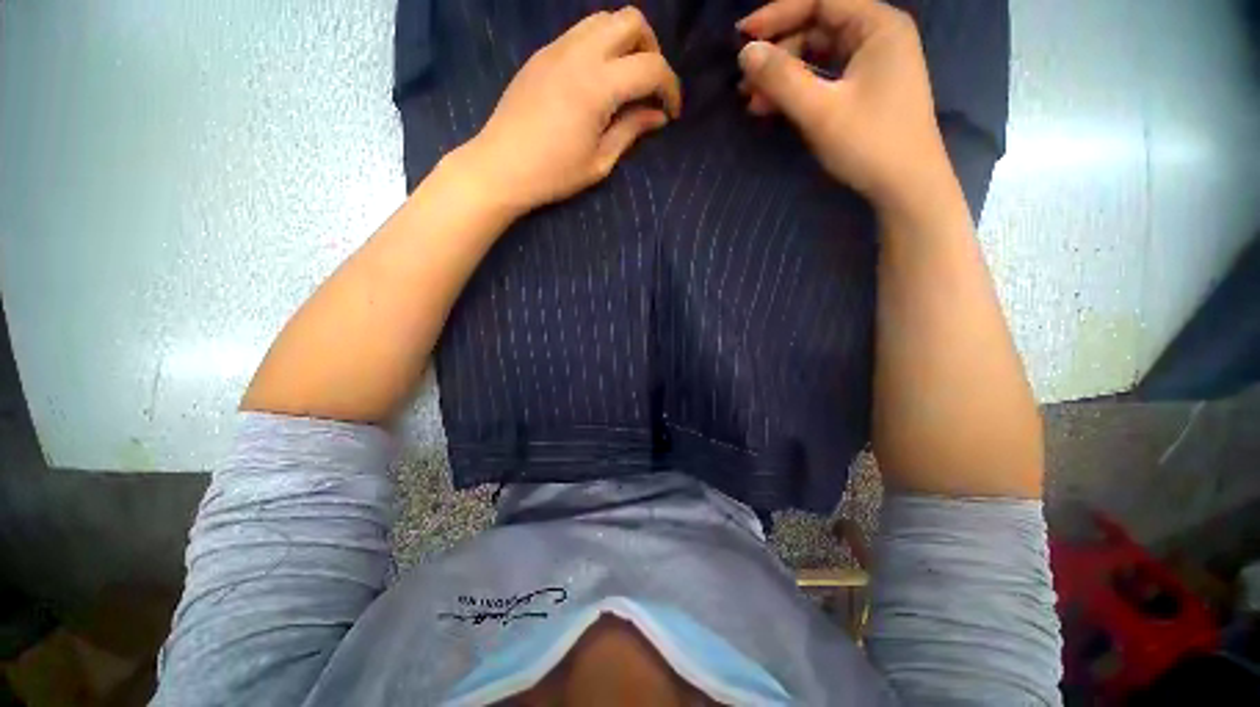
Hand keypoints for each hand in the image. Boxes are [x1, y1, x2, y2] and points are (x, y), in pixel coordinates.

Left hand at [464, 7, 681, 214]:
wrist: (501, 167)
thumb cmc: (553, 174)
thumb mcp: (600, 161)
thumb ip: (631, 131)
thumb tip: (657, 116)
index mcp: (597, 86)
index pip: (651, 67)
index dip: (671, 88)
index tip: (671, 113)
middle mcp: (579, 54)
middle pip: (631, 20)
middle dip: (652, 49)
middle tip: (649, 87)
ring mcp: (557, 48)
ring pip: (604, 19)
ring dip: (625, 42)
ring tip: (625, 80)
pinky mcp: (542, 54)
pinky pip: (581, 32)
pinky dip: (601, 46)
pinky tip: (598, 80)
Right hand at [736, 0, 949, 211]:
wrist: (905, 186)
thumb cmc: (869, 143)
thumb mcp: (820, 111)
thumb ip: (781, 78)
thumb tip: (745, 53)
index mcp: (877, 25)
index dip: (778, 13)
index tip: (742, 36)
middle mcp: (878, 35)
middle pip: (818, 26)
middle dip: (778, 51)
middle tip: (744, 79)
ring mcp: (873, 63)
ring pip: (818, 55)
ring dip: (783, 75)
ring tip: (752, 101)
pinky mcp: (866, 89)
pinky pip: (825, 77)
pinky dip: (799, 89)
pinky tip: (774, 108)